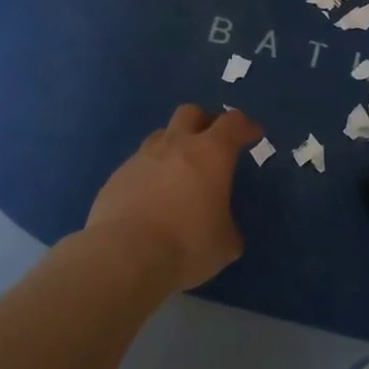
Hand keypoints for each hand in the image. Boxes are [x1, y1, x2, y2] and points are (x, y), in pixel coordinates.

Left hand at [86, 104, 261, 291]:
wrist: (123, 256)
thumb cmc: (186, 245)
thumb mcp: (225, 244)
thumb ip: (228, 227)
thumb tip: (223, 228)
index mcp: (211, 154)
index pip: (233, 123)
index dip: (245, 126)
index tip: (253, 134)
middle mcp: (175, 145)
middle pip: (191, 113)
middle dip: (205, 122)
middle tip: (212, 144)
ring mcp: (141, 158)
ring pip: (160, 135)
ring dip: (174, 146)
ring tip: (179, 172)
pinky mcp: (116, 177)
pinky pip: (138, 164)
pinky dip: (150, 173)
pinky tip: (151, 198)